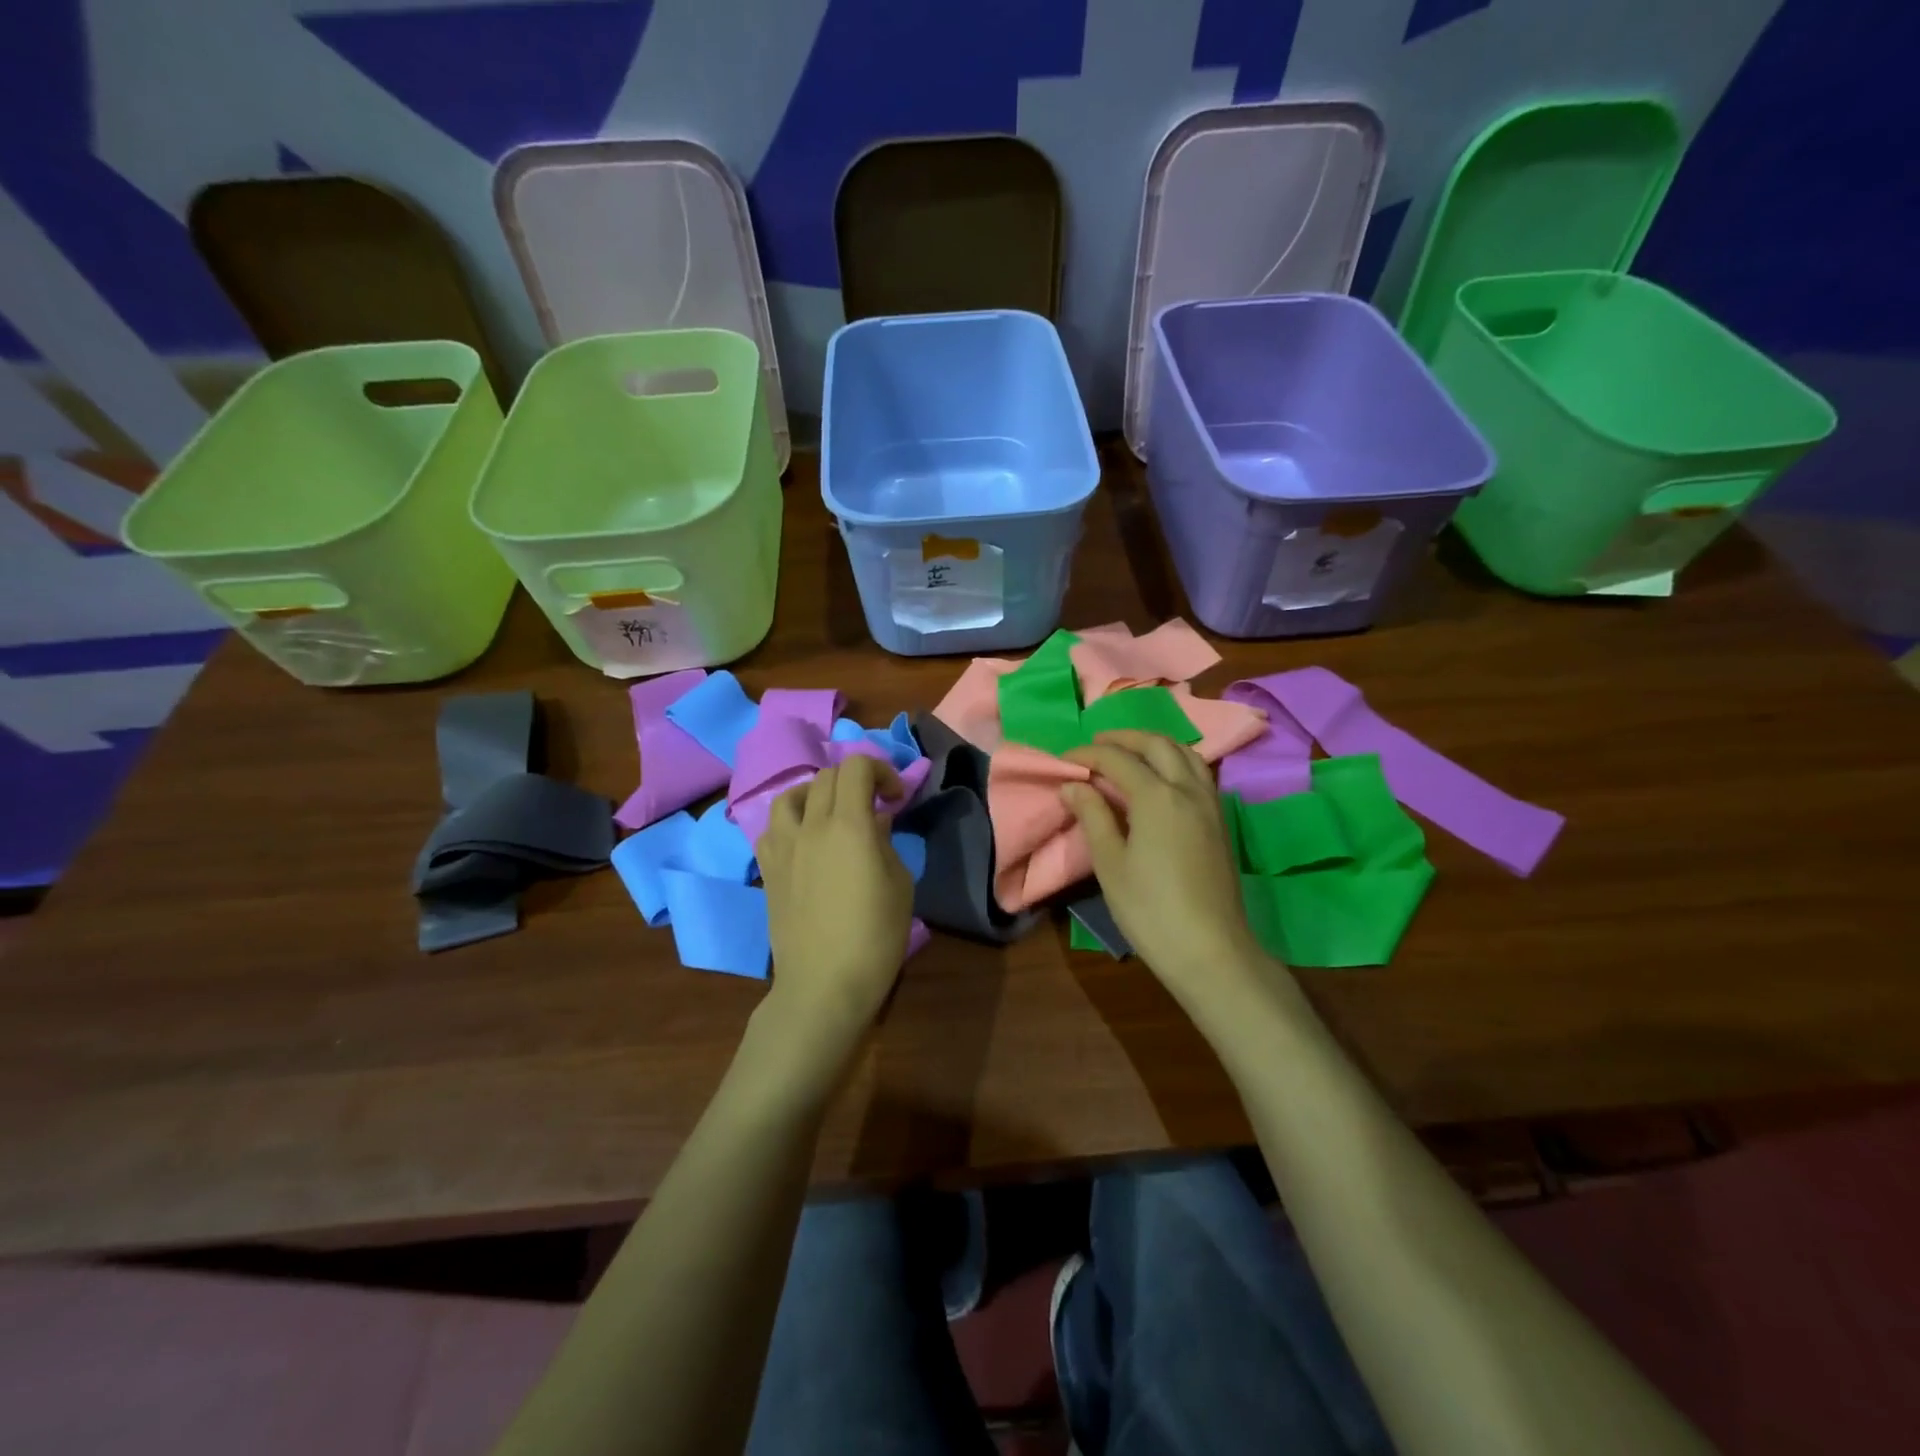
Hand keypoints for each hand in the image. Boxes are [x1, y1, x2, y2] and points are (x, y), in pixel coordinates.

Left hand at [756, 756, 914, 1050]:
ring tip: (831, 814)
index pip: (857, 767)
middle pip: (827, 776)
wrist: (824, 984)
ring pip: (791, 796)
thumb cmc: (874, 936)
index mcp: (849, 825)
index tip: (896, 797)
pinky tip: (804, 842)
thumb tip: (875, 821)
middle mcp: (811, 826)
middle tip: (874, 805)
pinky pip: (772, 829)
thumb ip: (886, 843)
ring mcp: (783, 847)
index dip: (881, 770)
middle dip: (856, 780)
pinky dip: (791, 823)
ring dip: (816, 794)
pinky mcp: (768, 870)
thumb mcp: (900, 885)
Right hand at [1061, 731, 1275, 1010]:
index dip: (1087, 754)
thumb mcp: (1110, 863)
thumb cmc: (1150, 909)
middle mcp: (1187, 790)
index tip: (1063, 759)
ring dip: (1155, 745)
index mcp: (1157, 796)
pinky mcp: (1220, 822)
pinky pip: (1199, 774)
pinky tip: (1161, 780)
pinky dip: (1176, 762)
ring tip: (1129, 754)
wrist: (1210, 950)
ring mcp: (1210, 804)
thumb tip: (1073, 785)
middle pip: (1157, 745)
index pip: (1117, 759)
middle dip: (1124, 738)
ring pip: (1185, 754)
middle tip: (1096, 745)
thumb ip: (1093, 816)